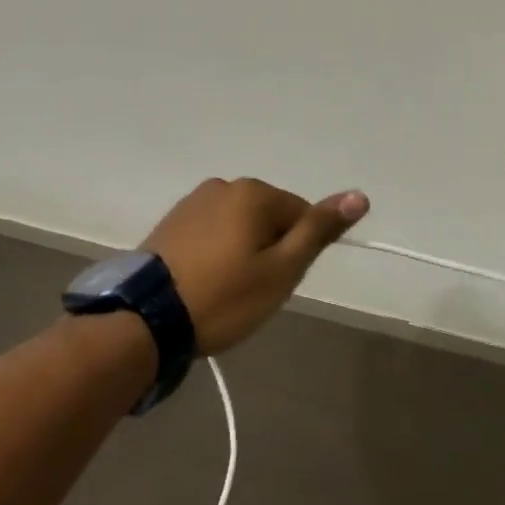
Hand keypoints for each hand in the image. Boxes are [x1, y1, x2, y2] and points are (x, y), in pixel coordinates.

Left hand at [142, 177, 369, 354]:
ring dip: (242, 252)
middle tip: (251, 292)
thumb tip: (360, 195)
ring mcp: (193, 201)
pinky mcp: (171, 221)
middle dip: (269, 250)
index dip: (295, 252)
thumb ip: (318, 230)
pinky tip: (203, 281)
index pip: (300, 215)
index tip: (275, 283)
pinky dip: (216, 253)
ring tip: (225, 291)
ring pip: (239, 225)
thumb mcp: (281, 270)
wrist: (145, 319)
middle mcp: (223, 185)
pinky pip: (211, 232)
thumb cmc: (223, 296)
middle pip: (269, 217)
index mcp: (253, 192)